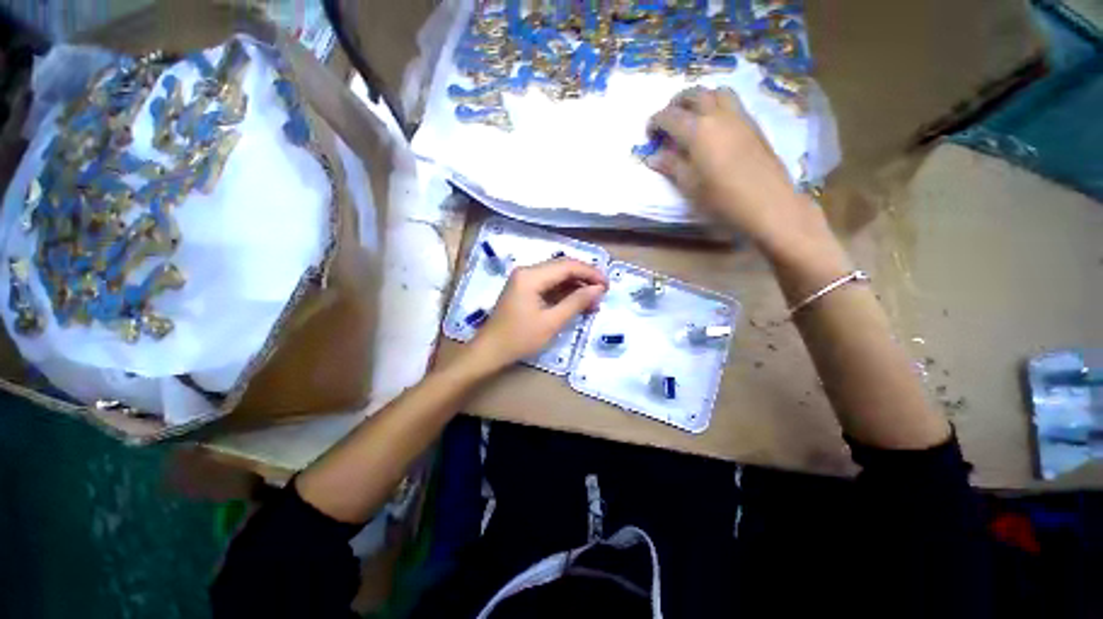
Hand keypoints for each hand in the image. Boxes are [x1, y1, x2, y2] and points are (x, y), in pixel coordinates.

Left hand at [464, 258, 606, 374]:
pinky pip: (549, 284)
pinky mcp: (524, 288)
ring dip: (576, 285)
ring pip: (557, 275)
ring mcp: (524, 279)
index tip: (607, 285)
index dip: (590, 273)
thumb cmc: (519, 338)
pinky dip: (565, 291)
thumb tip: (598, 289)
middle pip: (562, 267)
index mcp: (531, 276)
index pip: (567, 266)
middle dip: (585, 277)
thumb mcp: (551, 322)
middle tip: (603, 292)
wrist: (490, 351)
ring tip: (594, 300)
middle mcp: (527, 271)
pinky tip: (578, 301)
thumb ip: (576, 302)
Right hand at [646, 87, 818, 252]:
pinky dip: (718, 105)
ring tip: (692, 116)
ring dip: (701, 98)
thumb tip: (653, 156)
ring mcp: (740, 117)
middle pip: (695, 94)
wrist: (767, 204)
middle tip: (668, 119)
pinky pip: (733, 103)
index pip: (670, 116)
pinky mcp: (754, 126)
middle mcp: (718, 115)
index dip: (656, 121)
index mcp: (698, 130)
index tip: (648, 133)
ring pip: (718, 92)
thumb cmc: (722, 199)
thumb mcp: (689, 186)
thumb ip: (671, 166)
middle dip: (677, 102)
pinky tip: (715, 127)